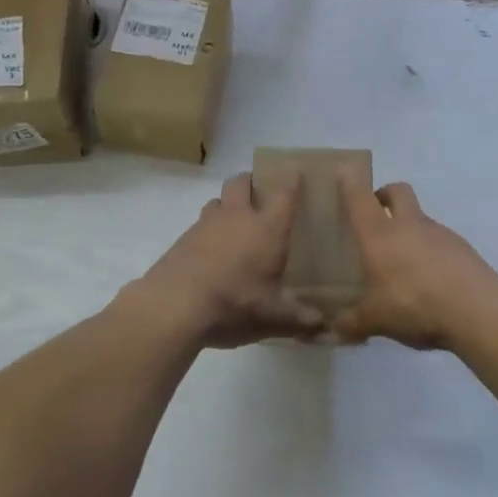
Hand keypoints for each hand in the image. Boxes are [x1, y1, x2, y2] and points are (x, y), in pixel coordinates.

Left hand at [136, 173, 325, 348]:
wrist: (173, 306)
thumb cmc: (234, 303)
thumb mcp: (273, 317)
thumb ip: (301, 318)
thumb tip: (324, 325)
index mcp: (266, 228)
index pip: (284, 194)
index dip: (292, 179)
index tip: (296, 171)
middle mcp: (237, 217)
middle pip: (242, 182)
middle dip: (252, 182)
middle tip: (261, 194)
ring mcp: (205, 225)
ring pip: (218, 200)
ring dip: (228, 205)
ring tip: (236, 224)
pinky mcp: (182, 240)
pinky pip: (199, 224)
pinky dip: (208, 231)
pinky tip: (212, 253)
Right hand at [334, 172, 497, 350]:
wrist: (476, 309)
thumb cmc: (413, 304)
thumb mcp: (375, 320)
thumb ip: (352, 323)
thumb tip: (334, 329)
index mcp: (379, 234)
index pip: (359, 198)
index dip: (350, 183)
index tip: (344, 174)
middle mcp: (408, 224)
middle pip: (397, 191)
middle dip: (384, 195)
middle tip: (375, 215)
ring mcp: (439, 233)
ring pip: (420, 218)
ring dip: (409, 229)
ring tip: (401, 263)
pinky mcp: (461, 248)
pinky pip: (439, 242)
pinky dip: (429, 252)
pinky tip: (428, 281)